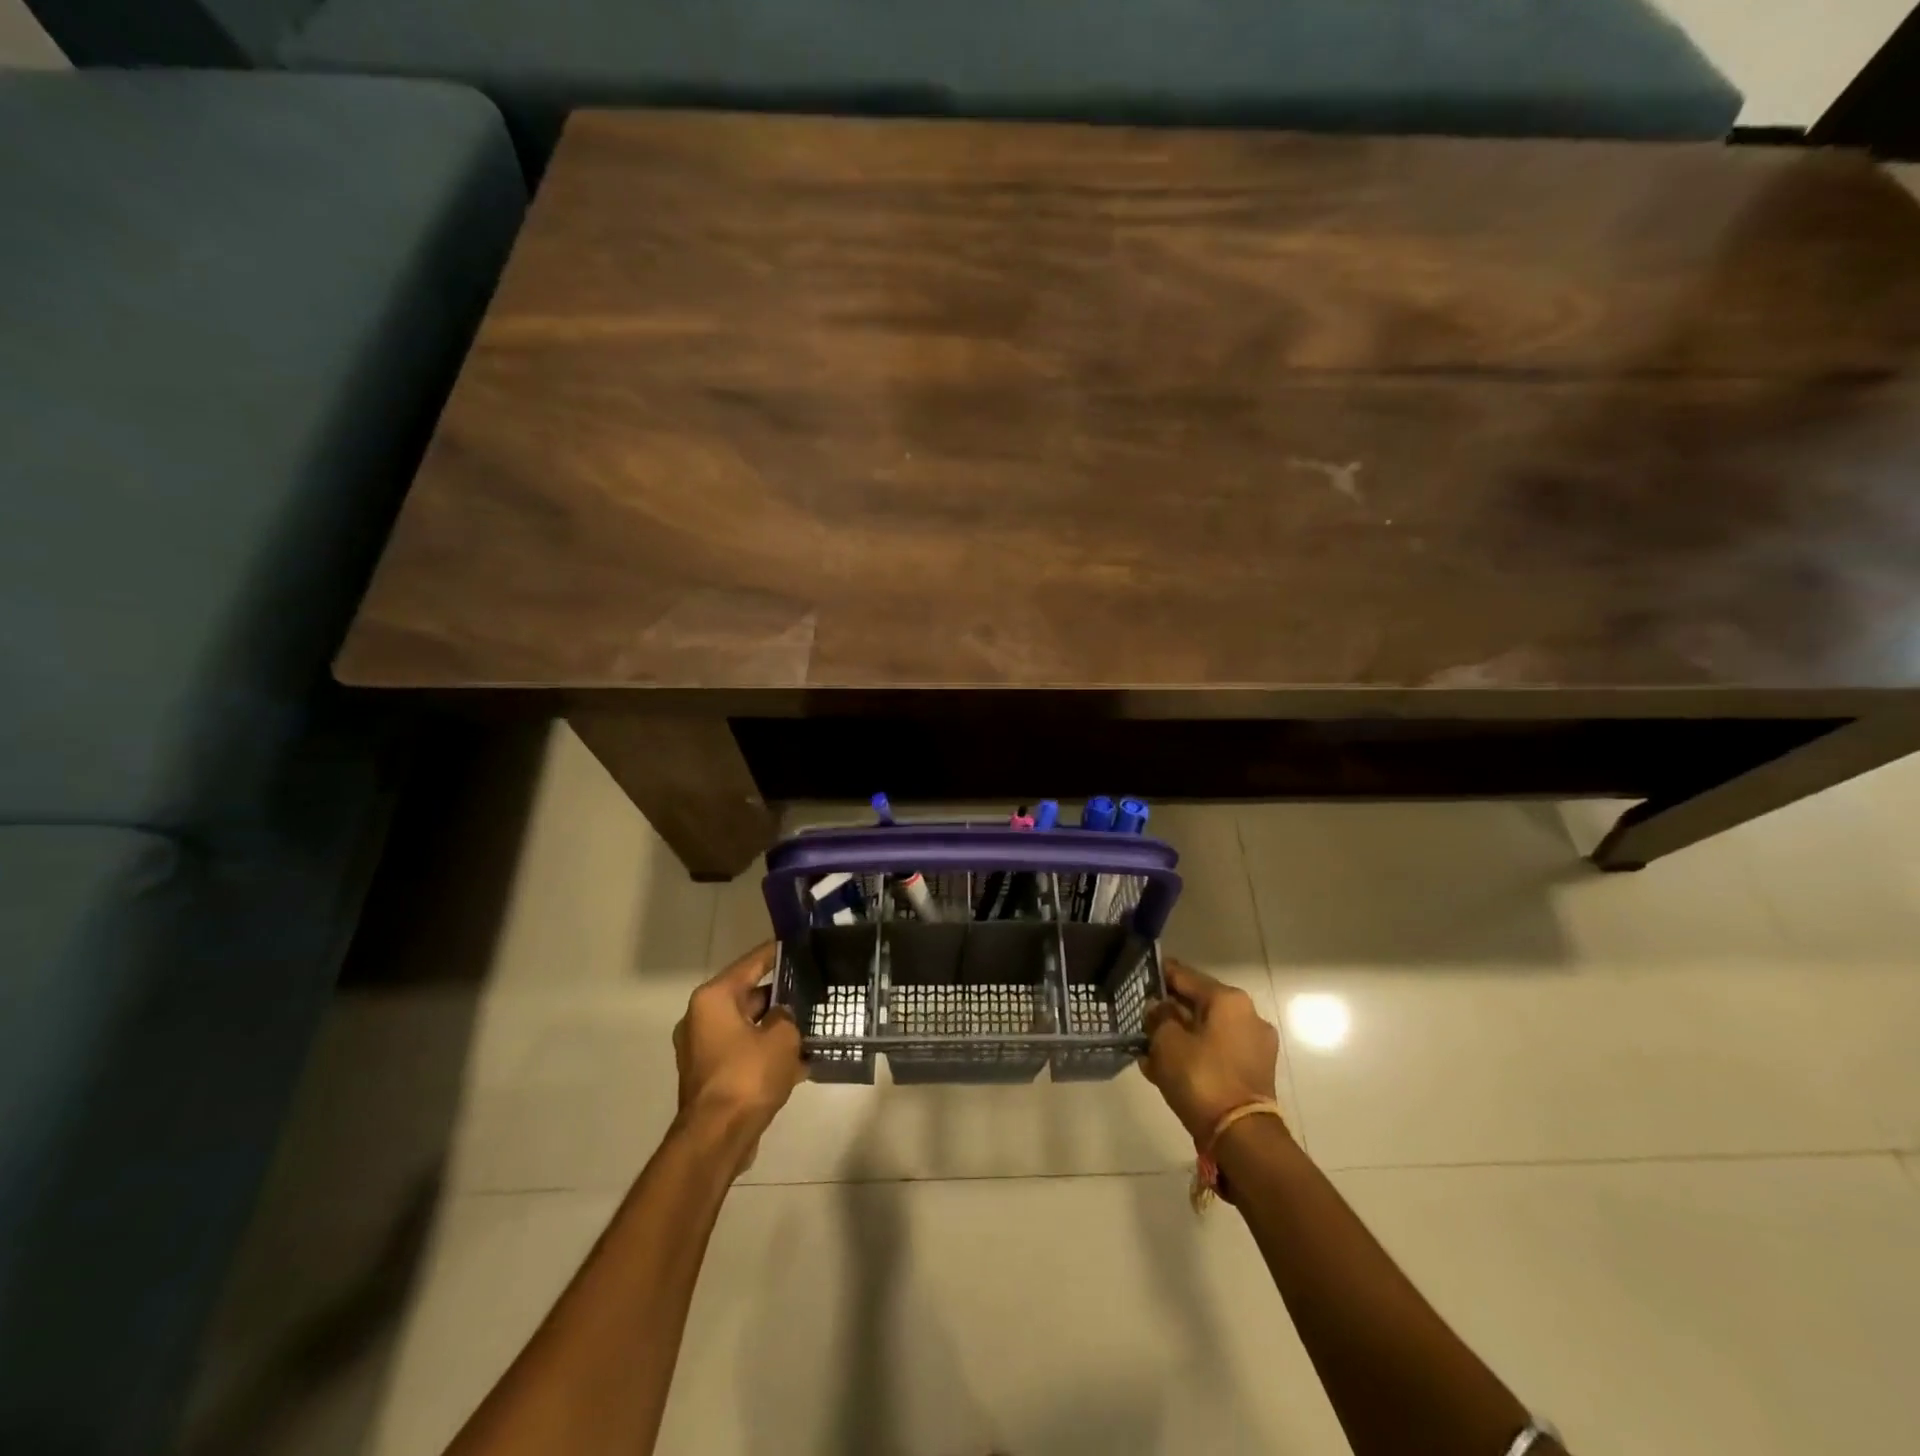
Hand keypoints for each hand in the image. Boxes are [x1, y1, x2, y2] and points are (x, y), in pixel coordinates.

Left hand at [672, 943, 804, 1168]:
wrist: (717, 1137)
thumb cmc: (748, 1075)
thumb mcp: (781, 1037)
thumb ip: (786, 1017)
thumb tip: (782, 1018)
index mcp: (713, 999)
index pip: (750, 964)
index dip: (775, 953)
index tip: (796, 944)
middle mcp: (701, 1019)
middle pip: (748, 997)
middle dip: (780, 996)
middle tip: (812, 989)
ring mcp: (703, 1050)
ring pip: (748, 1028)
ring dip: (776, 1029)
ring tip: (812, 1025)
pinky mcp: (711, 1077)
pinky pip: (744, 1054)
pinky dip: (767, 1054)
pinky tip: (801, 1062)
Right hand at [1140, 959, 1280, 1143]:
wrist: (1241, 1137)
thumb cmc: (1201, 1077)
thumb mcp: (1166, 1042)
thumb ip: (1157, 1017)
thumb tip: (1157, 1008)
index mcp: (1228, 999)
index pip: (1185, 976)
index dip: (1159, 974)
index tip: (1138, 975)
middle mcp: (1247, 1015)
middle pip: (1198, 1004)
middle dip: (1170, 1011)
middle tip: (1142, 1017)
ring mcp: (1254, 1046)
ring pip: (1207, 1031)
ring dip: (1180, 1036)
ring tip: (1149, 1049)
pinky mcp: (1255, 1072)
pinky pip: (1217, 1053)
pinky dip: (1195, 1055)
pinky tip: (1167, 1069)